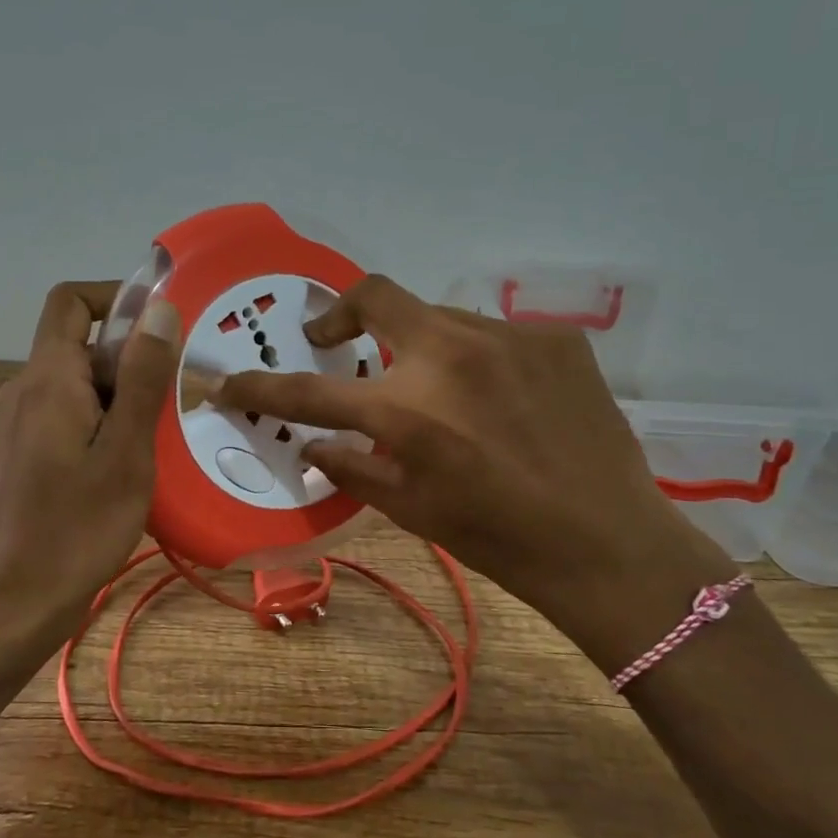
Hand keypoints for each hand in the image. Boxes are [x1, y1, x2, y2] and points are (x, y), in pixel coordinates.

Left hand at [0, 282, 179, 626]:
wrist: (16, 602)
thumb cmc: (79, 526)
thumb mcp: (127, 450)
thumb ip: (142, 376)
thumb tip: (158, 309)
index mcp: (47, 379)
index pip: (72, 301)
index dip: (116, 298)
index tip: (161, 330)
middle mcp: (21, 392)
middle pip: (80, 348)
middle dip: (130, 364)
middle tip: (173, 407)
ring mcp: (13, 426)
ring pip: (75, 387)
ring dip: (118, 399)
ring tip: (154, 442)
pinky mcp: (16, 456)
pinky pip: (63, 418)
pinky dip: (98, 425)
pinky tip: (122, 467)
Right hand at [216, 276, 732, 665]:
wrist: (607, 543)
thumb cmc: (498, 538)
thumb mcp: (412, 510)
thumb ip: (353, 466)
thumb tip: (315, 441)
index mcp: (408, 411)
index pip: (309, 391)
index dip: (260, 387)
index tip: (230, 382)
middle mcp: (451, 355)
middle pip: (374, 294)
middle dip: (339, 314)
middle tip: (334, 342)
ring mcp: (508, 337)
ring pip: (438, 317)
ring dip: (419, 346)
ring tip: (437, 391)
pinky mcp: (555, 339)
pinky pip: (494, 335)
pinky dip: (477, 360)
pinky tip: (499, 400)